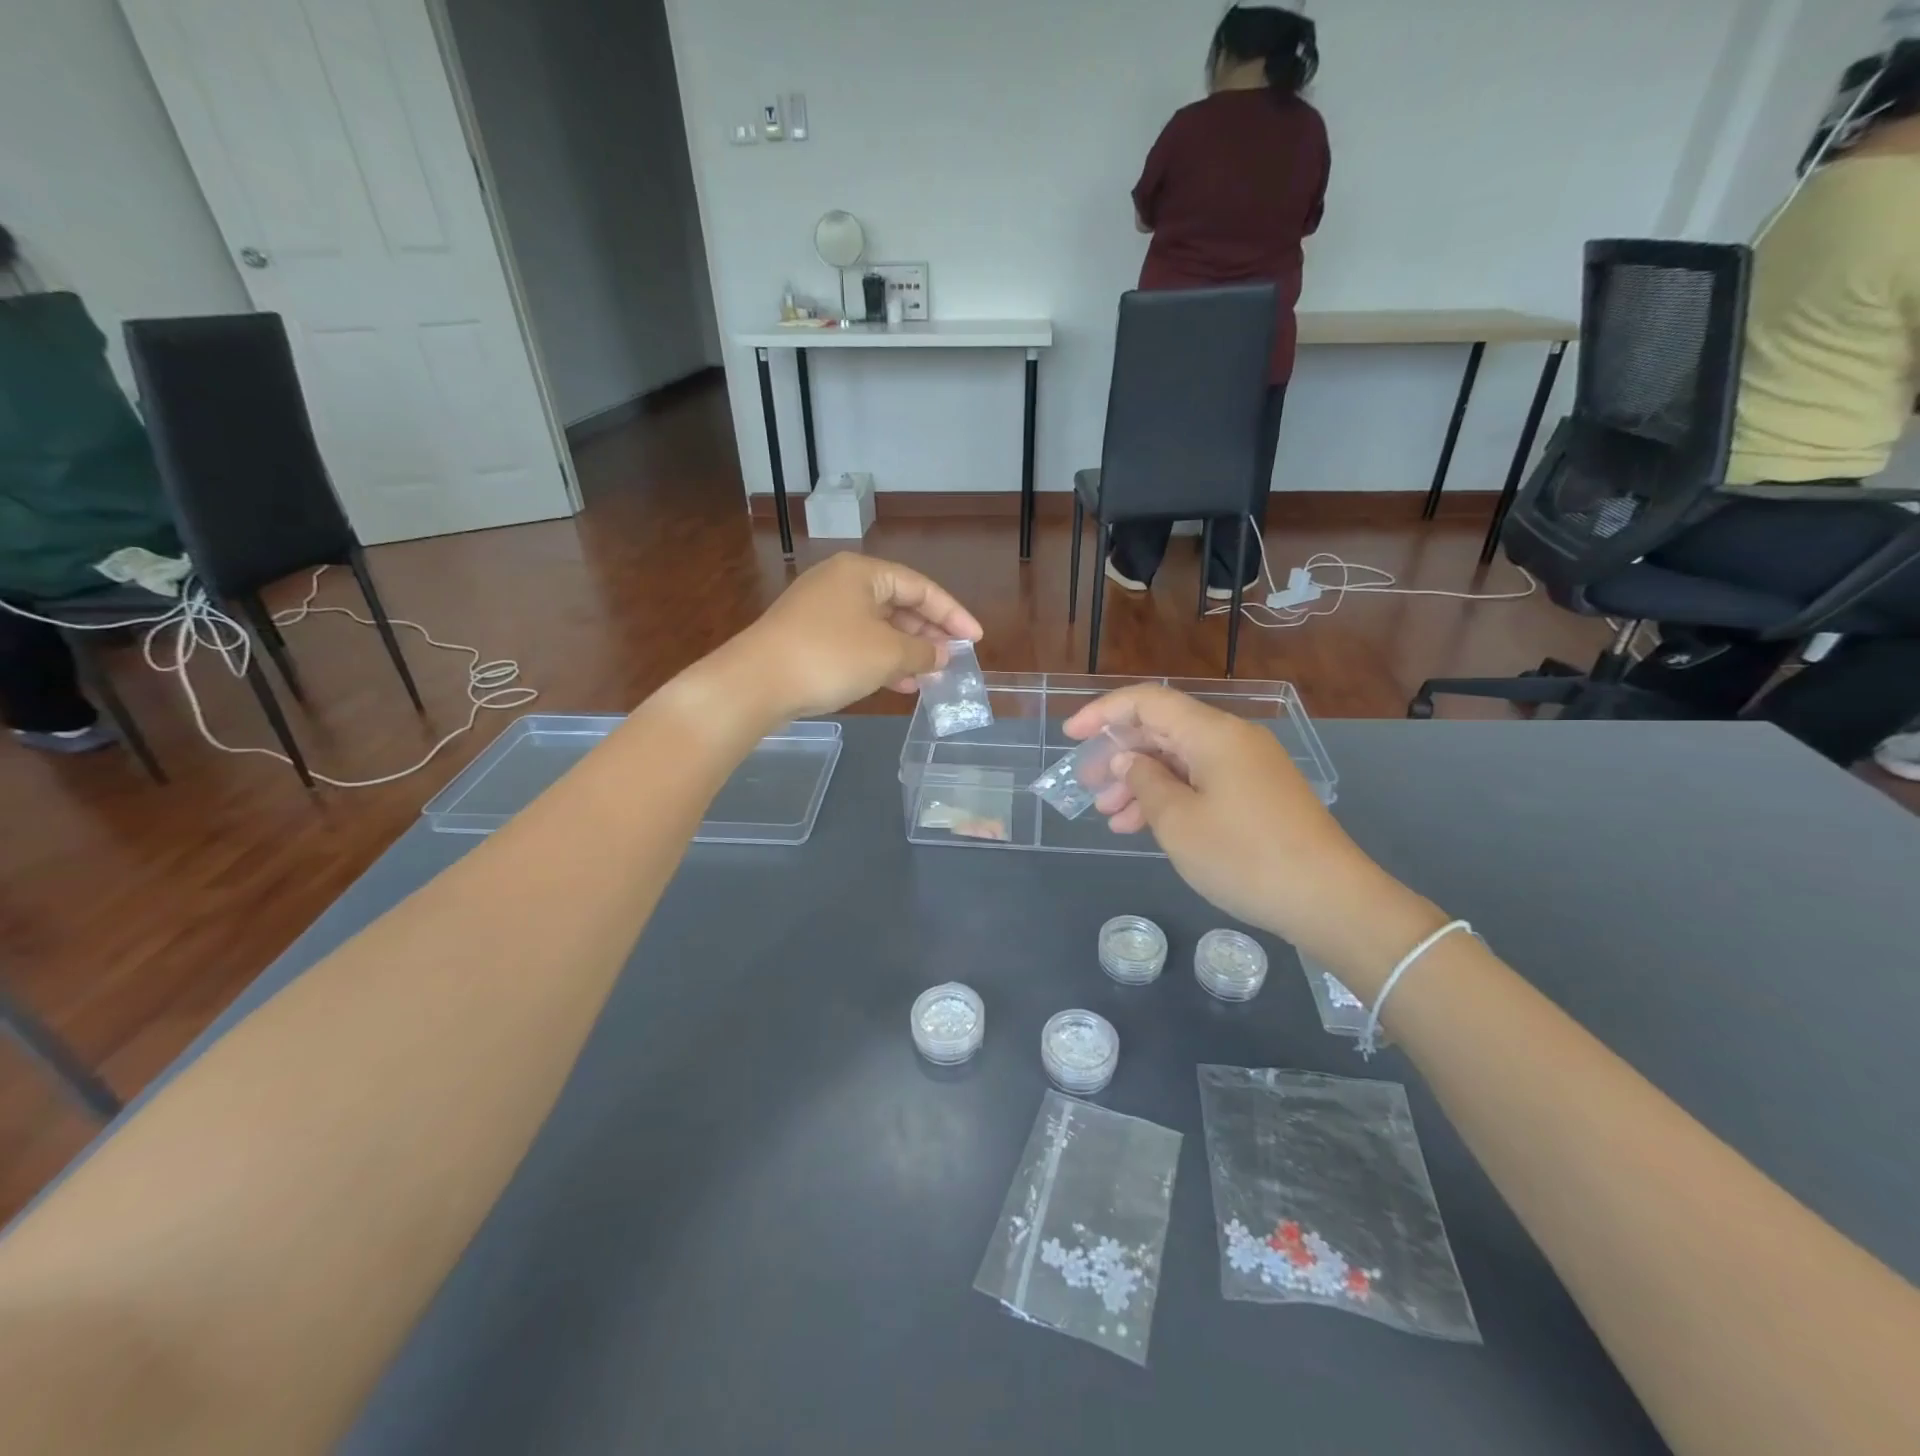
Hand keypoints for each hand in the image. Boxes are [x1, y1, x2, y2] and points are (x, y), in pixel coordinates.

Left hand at [728, 552, 982, 720]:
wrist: (756, 682)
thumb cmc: (830, 657)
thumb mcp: (887, 654)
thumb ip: (922, 652)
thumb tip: (942, 655)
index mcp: (863, 573)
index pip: (921, 587)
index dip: (953, 614)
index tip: (975, 639)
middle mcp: (842, 582)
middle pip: (899, 604)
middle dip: (928, 634)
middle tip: (953, 659)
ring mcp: (822, 609)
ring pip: (878, 627)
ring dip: (907, 651)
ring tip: (931, 677)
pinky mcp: (809, 636)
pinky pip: (857, 642)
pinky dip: (881, 660)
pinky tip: (899, 684)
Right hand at [1063, 685, 1445, 988]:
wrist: (1330, 900)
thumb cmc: (1244, 856)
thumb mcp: (1179, 822)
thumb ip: (1145, 782)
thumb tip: (1129, 760)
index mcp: (1212, 734)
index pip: (1148, 702)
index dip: (1104, 712)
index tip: (1071, 736)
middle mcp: (1231, 740)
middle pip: (1163, 730)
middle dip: (1119, 754)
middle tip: (1088, 786)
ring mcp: (1248, 768)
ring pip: (1180, 760)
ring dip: (1141, 783)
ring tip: (1110, 817)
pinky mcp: (1257, 795)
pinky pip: (1201, 783)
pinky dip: (1169, 798)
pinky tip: (1143, 826)